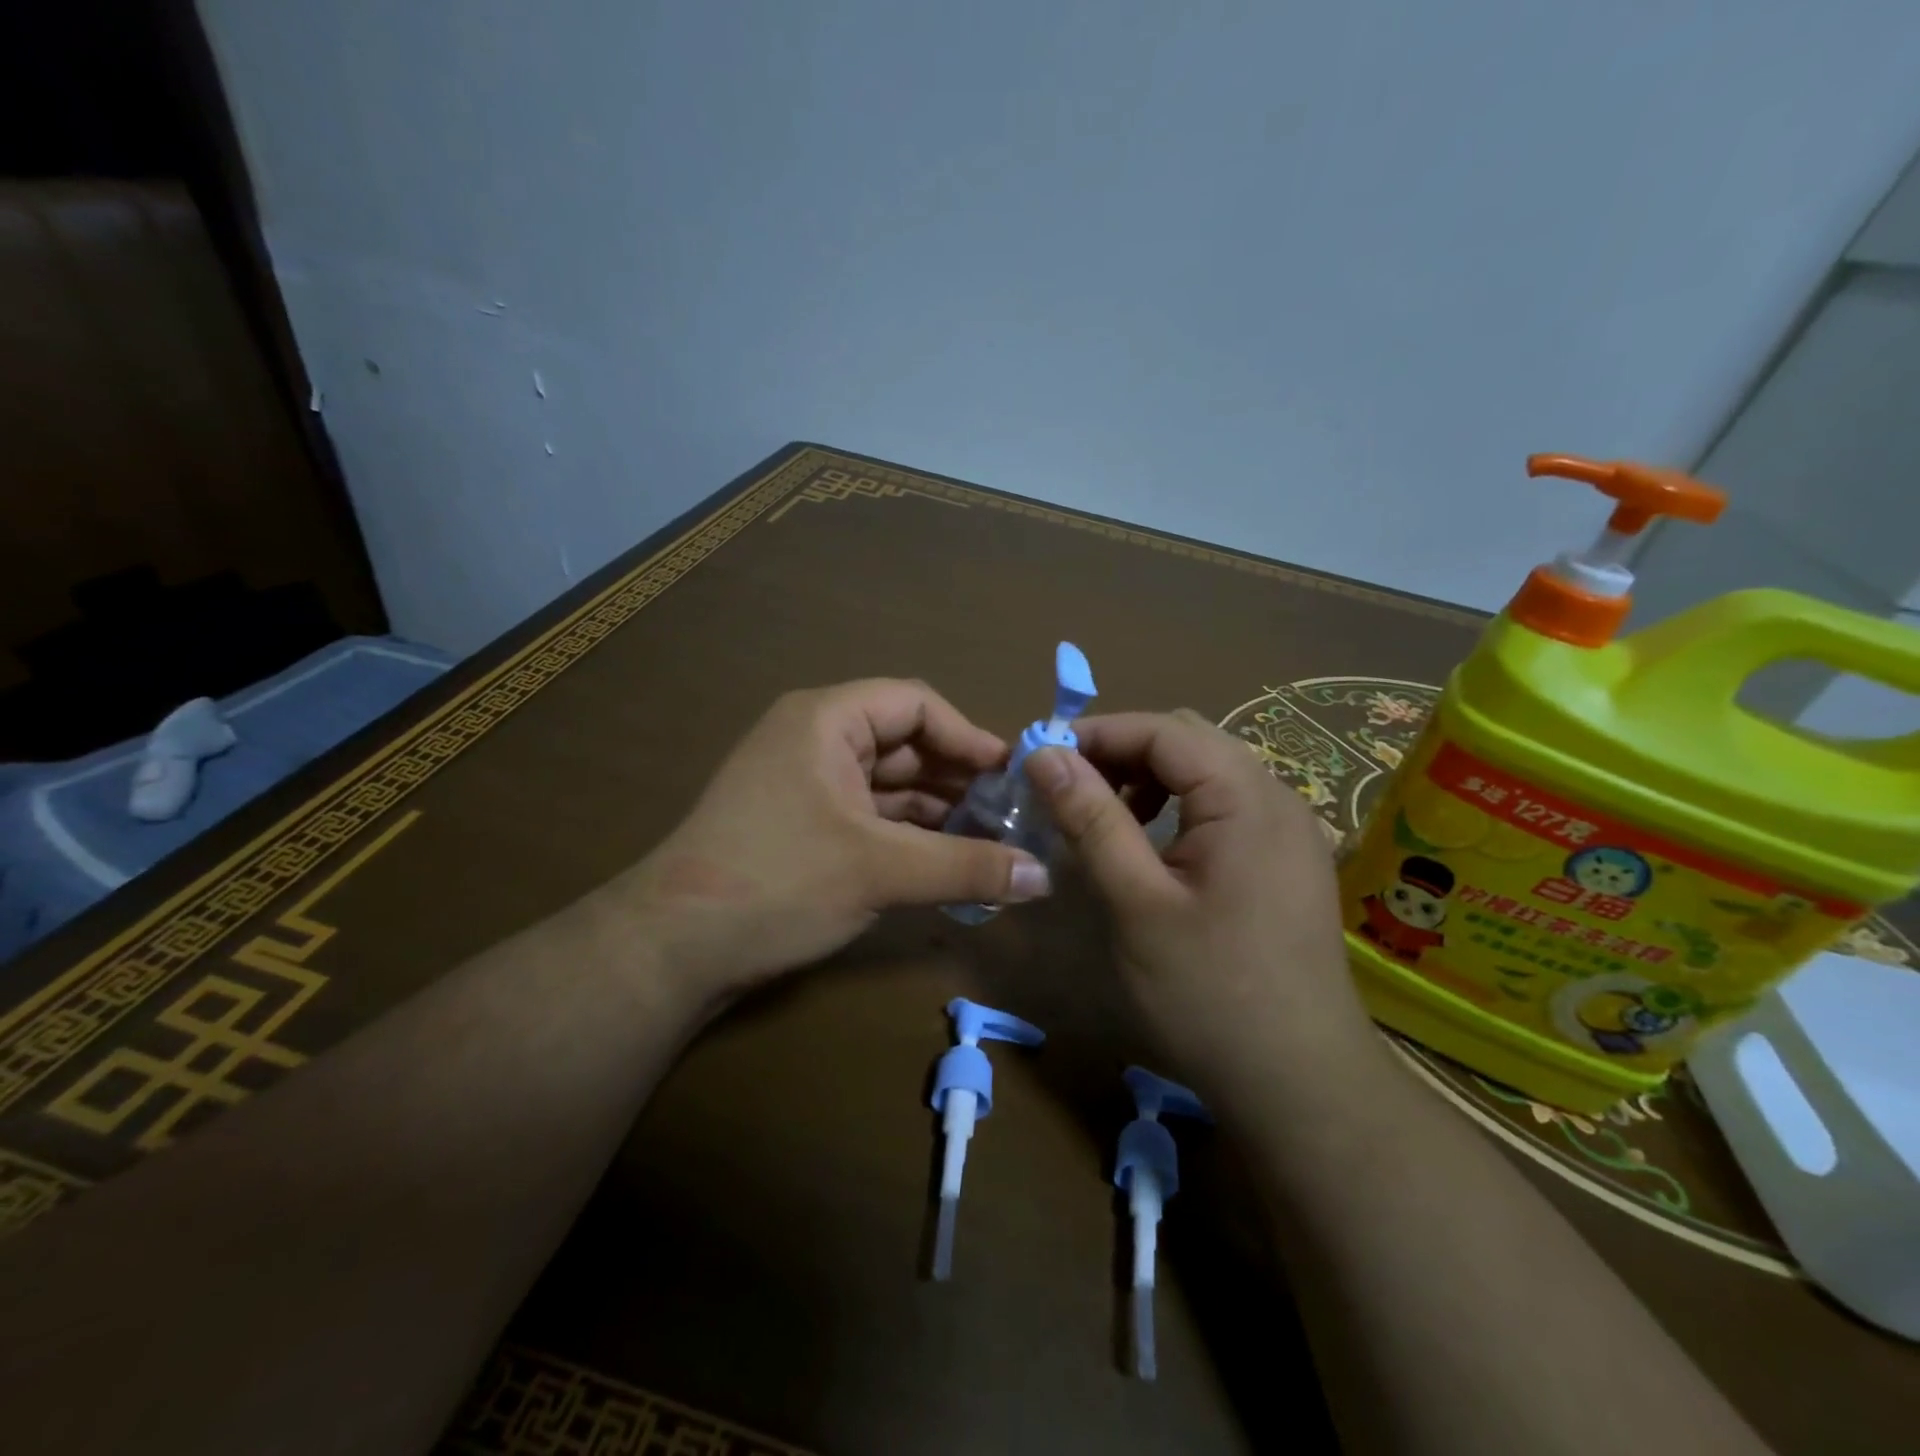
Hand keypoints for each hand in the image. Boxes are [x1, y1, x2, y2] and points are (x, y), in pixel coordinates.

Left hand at [608, 679, 1049, 1007]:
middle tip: (1011, 815)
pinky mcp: (800, 826)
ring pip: (887, 785)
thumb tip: (1045, 876)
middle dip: (957, 778)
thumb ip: (967, 867)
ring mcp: (804, 784)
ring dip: (936, 810)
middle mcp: (814, 740)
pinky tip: (945, 860)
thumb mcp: (881, 870)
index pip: (916, 705)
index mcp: (826, 721)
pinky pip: (868, 815)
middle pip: (904, 744)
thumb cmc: (778, 882)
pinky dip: (906, 834)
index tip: (1012, 775)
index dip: (968, 736)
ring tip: (989, 842)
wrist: (671, 949)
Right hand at [1024, 710, 1382, 1102]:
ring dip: (1149, 777)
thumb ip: (1091, 819)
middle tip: (1066, 787)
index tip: (1041, 758)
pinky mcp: (1287, 859)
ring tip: (1104, 813)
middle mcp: (1278, 797)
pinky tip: (1153, 843)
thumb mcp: (1136, 902)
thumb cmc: (1210, 992)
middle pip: (1189, 742)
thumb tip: (1044, 754)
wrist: (1300, 1083)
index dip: (1097, 734)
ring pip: (1208, 771)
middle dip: (1121, 752)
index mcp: (1247, 797)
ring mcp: (1290, 829)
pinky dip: (1179, 806)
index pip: (1163, 730)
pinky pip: (1227, 805)